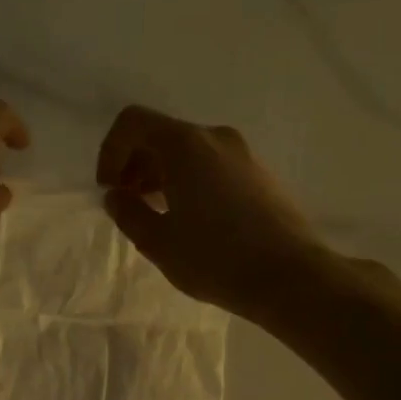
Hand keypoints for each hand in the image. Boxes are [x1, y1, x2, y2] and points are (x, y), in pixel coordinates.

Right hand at [96, 105, 331, 320]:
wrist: (291, 277)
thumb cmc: (215, 257)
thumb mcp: (157, 241)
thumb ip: (128, 212)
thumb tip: (116, 196)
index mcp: (185, 145)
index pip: (133, 122)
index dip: (110, 152)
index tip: (110, 190)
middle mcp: (215, 138)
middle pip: (161, 135)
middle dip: (134, 165)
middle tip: (128, 205)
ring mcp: (242, 154)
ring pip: (187, 152)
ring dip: (161, 175)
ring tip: (156, 215)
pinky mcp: (259, 174)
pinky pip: (211, 166)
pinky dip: (188, 182)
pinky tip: (190, 220)